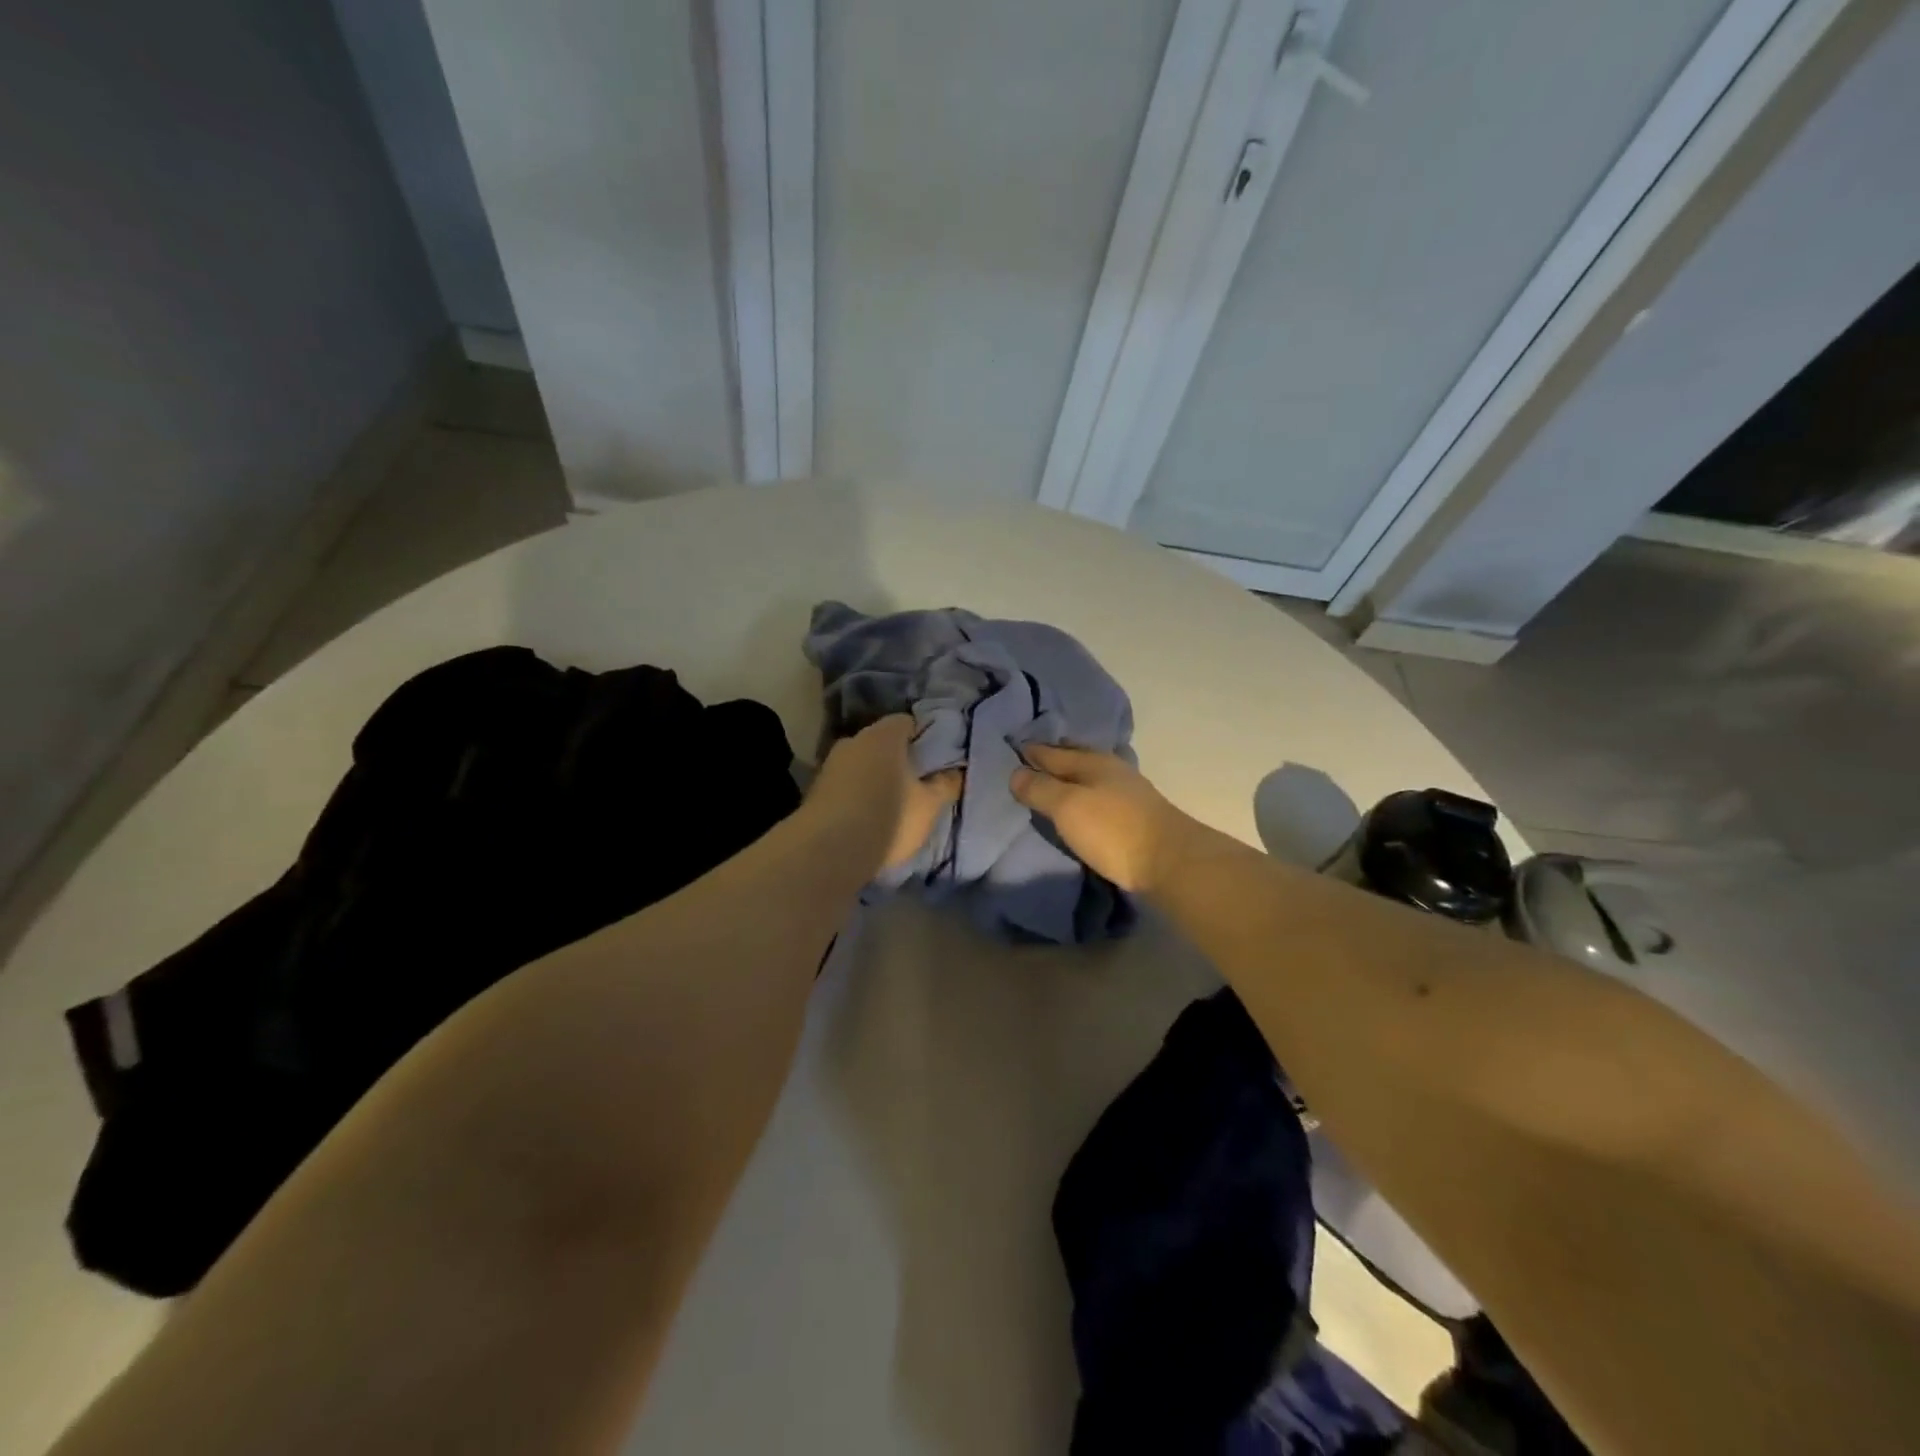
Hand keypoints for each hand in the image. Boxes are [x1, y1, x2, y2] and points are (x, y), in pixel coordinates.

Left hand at [809, 715, 962, 871]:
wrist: (828, 852)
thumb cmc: (889, 818)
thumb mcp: (930, 806)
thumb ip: (945, 784)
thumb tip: (955, 771)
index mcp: (883, 736)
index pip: (906, 722)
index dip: (922, 736)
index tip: (934, 758)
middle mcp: (853, 741)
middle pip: (881, 742)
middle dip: (897, 758)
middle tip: (915, 782)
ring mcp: (830, 764)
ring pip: (860, 763)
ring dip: (874, 777)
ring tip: (891, 803)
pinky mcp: (815, 790)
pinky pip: (845, 784)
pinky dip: (856, 794)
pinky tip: (866, 816)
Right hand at [1011, 745, 1194, 893]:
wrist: (1171, 861)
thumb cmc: (1113, 829)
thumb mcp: (1068, 807)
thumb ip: (1040, 789)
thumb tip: (1015, 772)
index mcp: (1092, 761)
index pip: (1052, 752)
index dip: (1031, 751)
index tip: (1011, 749)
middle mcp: (1111, 770)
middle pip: (1074, 761)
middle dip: (1052, 761)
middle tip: (1026, 764)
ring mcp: (1127, 792)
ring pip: (1089, 779)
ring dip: (1069, 780)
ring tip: (1048, 787)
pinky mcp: (1136, 816)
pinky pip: (1099, 798)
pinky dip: (1083, 797)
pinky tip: (1078, 806)